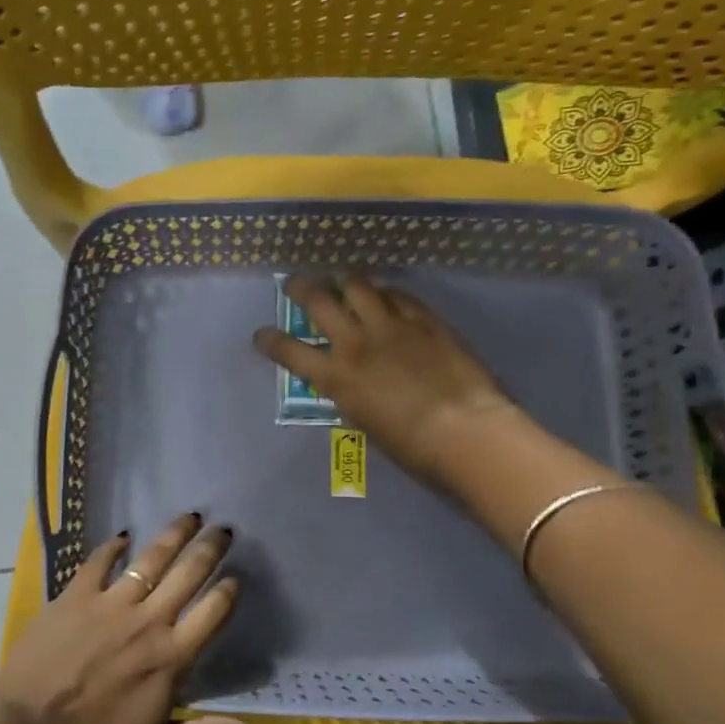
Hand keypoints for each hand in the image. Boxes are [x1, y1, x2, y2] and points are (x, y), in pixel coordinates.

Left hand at [0, 512, 251, 723]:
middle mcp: (147, 621)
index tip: (236, 576)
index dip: (228, 590)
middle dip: (210, 549)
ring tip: (189, 517)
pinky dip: (113, 546)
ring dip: (173, 535)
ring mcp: (109, 604)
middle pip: (188, 574)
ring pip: (150, 559)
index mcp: (170, 658)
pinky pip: (99, 561)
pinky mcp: (74, 596)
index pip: (213, 612)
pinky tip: (124, 536)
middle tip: (223, 529)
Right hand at [253, 274, 516, 479]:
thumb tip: (348, 383)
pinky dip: (385, 293)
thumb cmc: (409, 445)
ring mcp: (391, 325)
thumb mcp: (363, 422)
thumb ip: (349, 394)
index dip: (269, 340)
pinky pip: (399, 295)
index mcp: (335, 376)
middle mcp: (355, 342)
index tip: (261, 335)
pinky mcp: (424, 319)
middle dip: (299, 288)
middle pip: (318, 301)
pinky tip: (385, 294)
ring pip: (357, 285)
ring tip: (340, 279)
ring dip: (343, 280)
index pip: (289, 351)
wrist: (463, 430)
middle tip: (294, 284)